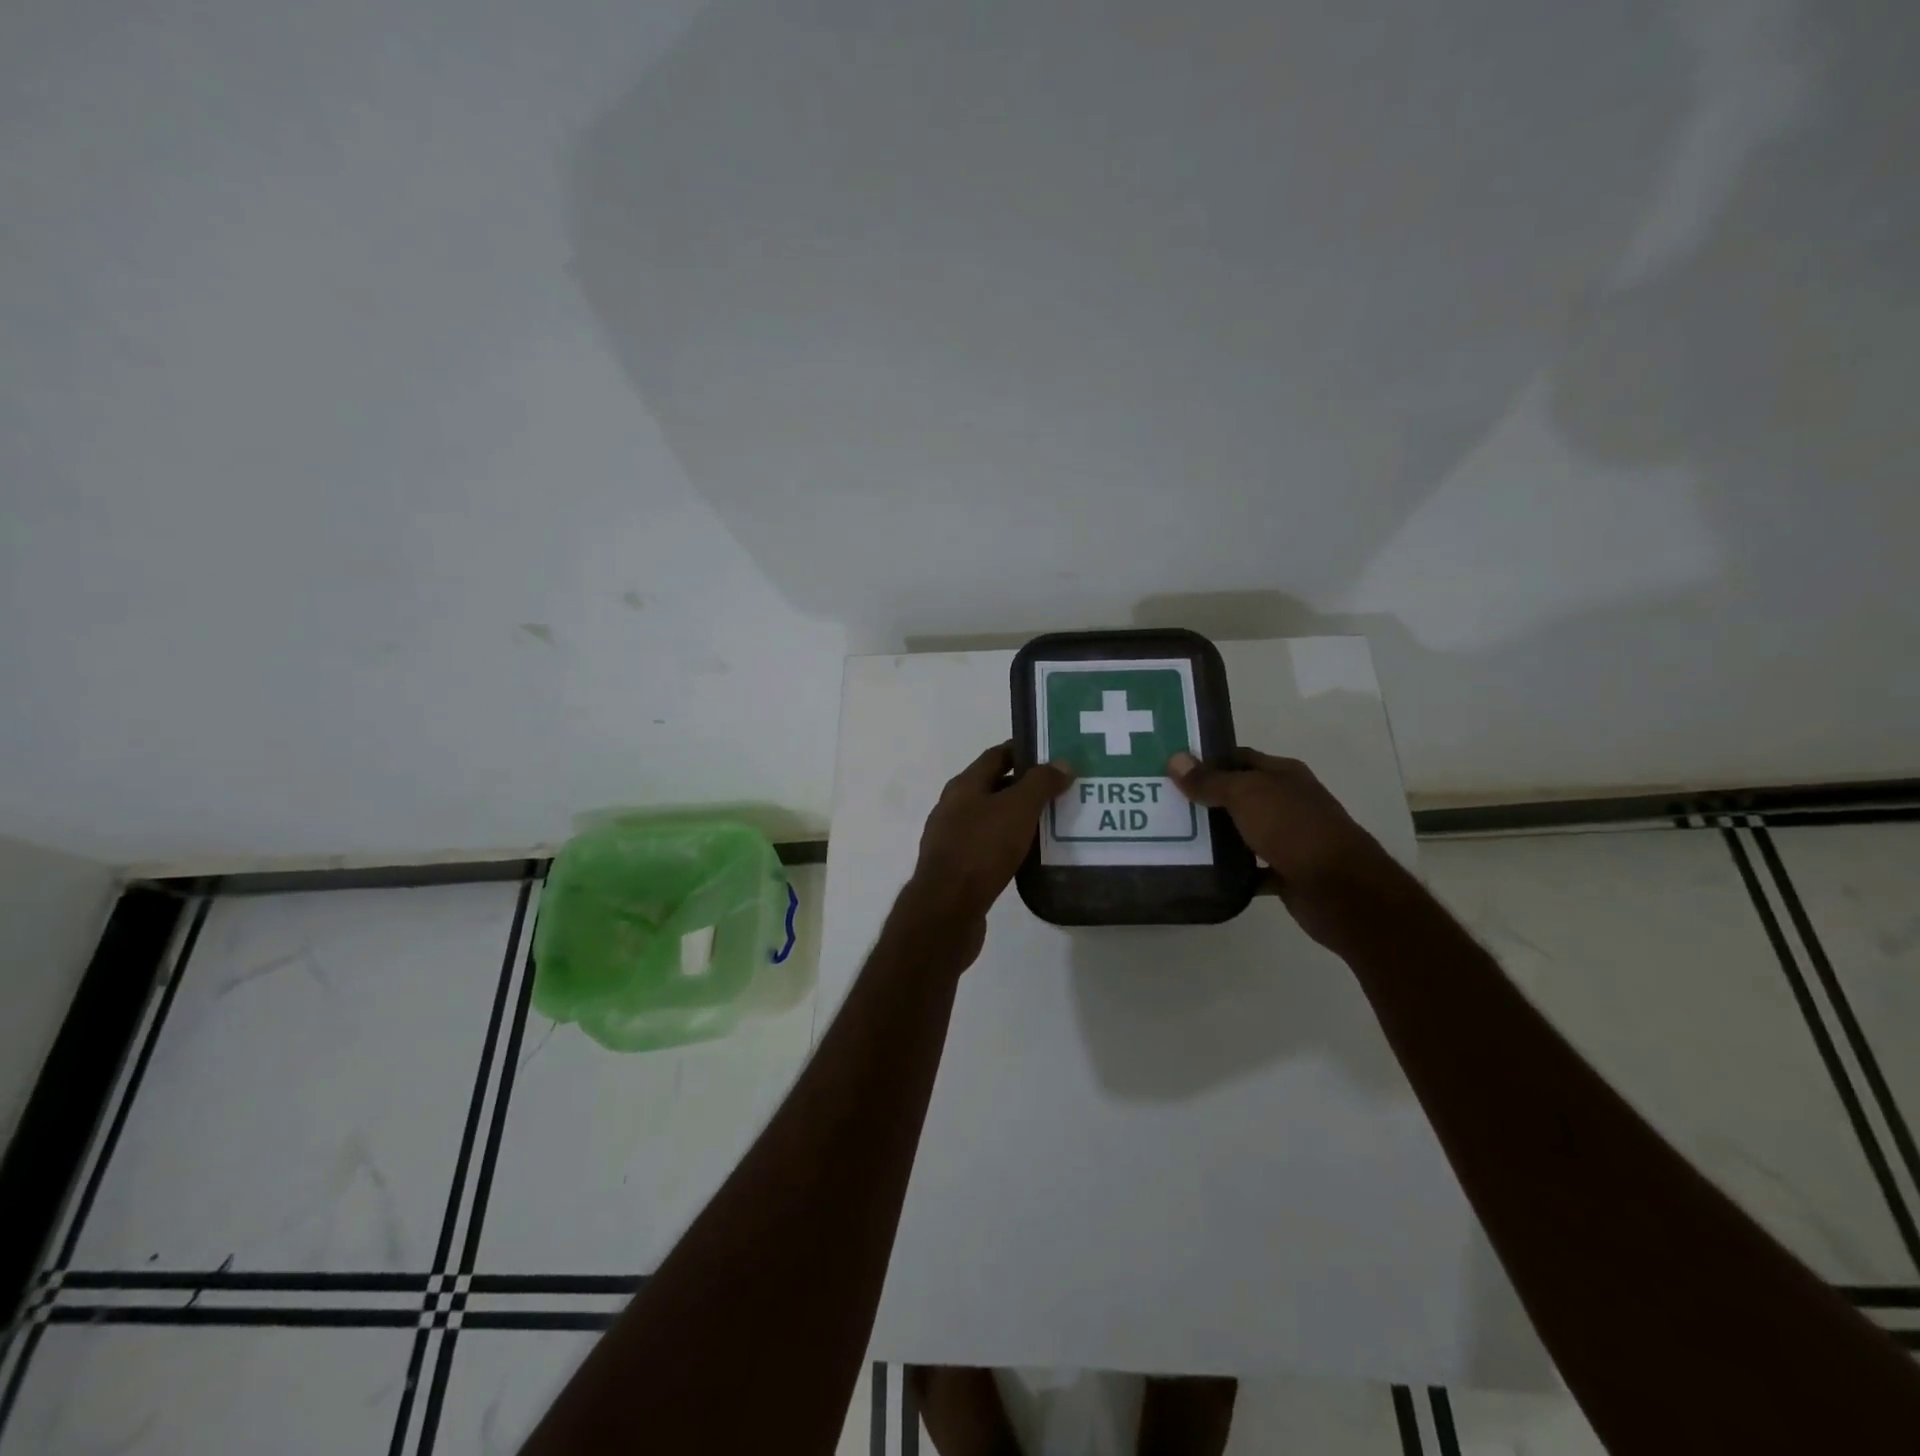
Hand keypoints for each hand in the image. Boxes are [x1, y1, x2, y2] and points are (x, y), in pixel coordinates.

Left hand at [900, 742, 1073, 956]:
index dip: (1024, 751)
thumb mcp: (1017, 808)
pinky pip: (989, 848)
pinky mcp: (958, 869)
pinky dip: (1011, 846)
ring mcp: (953, 839)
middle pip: (994, 787)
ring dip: (1020, 819)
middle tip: (1063, 791)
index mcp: (964, 786)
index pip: (996, 755)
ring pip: (992, 819)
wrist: (947, 908)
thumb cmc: (981, 849)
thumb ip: (1040, 783)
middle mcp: (954, 807)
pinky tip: (1032, 856)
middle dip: (1026, 787)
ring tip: (1055, 823)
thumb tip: (1062, 762)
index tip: (1055, 755)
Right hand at [1168, 748, 1399, 947]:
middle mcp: (1288, 802)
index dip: (1208, 760)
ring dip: (1216, 835)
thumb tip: (1174, 759)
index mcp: (1284, 775)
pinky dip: (1232, 870)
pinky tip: (1203, 870)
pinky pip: (1252, 868)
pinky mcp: (1287, 872)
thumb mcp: (1246, 795)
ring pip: (1244, 831)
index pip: (1240, 758)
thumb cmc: (1293, 829)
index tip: (1172, 768)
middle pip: (1240, 794)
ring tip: (1173, 835)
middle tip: (1164, 802)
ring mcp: (1290, 838)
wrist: (1340, 889)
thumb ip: (1210, 780)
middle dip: (1206, 798)